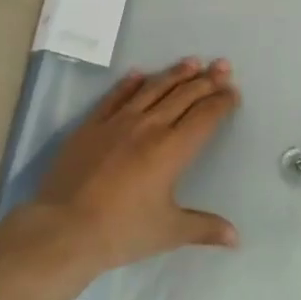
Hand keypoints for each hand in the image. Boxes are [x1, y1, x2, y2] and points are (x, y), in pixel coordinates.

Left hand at [29, 58, 240, 272]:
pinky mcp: (91, 125)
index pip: (205, 117)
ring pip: (152, 89)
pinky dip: (129, 83)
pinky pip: (115, 97)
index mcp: (172, 150)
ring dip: (174, 74)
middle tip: (221, 65)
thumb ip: (204, 228)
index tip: (232, 92)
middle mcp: (149, 127)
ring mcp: (117, 122)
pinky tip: (138, 73)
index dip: (221, 102)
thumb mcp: (168, 232)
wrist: (64, 228)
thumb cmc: (121, 231)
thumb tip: (236, 238)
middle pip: (183, 95)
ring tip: (191, 62)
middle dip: (206, 80)